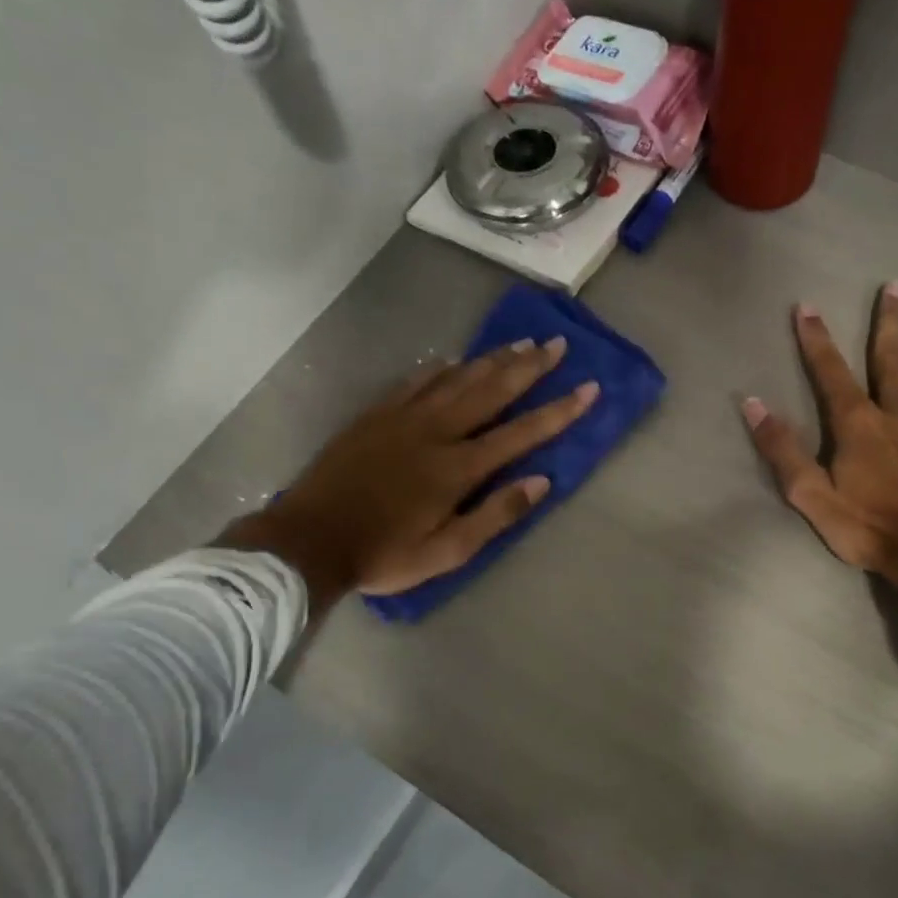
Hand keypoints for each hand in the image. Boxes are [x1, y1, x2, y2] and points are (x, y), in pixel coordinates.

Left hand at [215, 338, 597, 605]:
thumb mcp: (448, 552)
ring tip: (520, 343)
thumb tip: (541, 481)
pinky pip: (415, 382)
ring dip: (491, 360)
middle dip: (529, 367)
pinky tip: (453, 360)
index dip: (559, 411)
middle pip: (491, 391)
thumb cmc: (384, 554)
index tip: (589, 388)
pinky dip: (439, 368)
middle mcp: (436, 432)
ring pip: (456, 379)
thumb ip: (496, 514)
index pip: (521, 433)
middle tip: (557, 344)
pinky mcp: (376, 416)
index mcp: (458, 468)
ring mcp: (403, 419)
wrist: (309, 540)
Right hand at [743, 285, 897, 588]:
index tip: (806, 307)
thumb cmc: (868, 527)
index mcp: (859, 425)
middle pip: (891, 359)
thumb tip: (754, 404)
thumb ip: (782, 449)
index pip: (832, 372)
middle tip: (894, 285)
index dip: (816, 340)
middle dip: (888, 321)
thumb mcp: (810, 495)